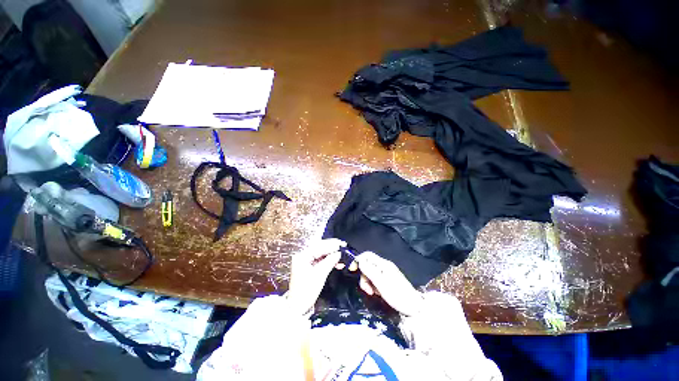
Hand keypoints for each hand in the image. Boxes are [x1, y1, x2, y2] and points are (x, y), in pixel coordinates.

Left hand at [286, 238, 345, 314]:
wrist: (298, 307)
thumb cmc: (306, 291)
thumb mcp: (320, 274)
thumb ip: (330, 261)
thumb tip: (338, 253)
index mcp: (302, 256)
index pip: (318, 246)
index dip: (331, 244)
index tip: (341, 243)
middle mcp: (302, 257)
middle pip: (319, 248)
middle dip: (332, 248)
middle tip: (343, 246)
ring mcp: (305, 262)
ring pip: (321, 254)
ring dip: (331, 255)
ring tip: (342, 256)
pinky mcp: (309, 268)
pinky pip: (320, 260)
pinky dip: (328, 261)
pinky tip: (337, 262)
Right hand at [355, 251, 424, 316]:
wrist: (414, 306)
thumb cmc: (397, 295)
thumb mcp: (381, 284)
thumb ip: (369, 271)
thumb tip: (360, 261)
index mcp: (383, 264)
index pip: (367, 255)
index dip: (358, 260)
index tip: (352, 270)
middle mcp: (384, 266)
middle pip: (368, 265)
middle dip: (364, 276)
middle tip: (367, 290)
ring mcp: (387, 273)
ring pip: (371, 273)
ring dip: (369, 283)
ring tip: (374, 293)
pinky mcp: (388, 280)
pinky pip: (376, 279)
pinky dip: (374, 285)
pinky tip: (378, 293)